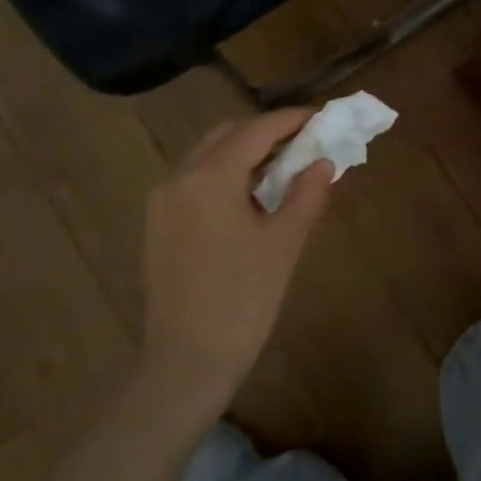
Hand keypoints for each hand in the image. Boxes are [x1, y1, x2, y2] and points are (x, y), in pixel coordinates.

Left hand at [138, 109, 333, 414]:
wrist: (185, 363)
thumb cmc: (243, 300)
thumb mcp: (284, 243)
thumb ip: (307, 194)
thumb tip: (323, 163)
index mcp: (210, 178)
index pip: (256, 131)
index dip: (291, 120)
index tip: (321, 117)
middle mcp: (179, 178)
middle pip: (227, 135)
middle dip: (266, 132)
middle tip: (304, 141)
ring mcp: (162, 201)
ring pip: (207, 156)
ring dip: (244, 152)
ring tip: (283, 167)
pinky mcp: (157, 224)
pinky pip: (195, 180)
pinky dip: (224, 174)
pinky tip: (251, 195)